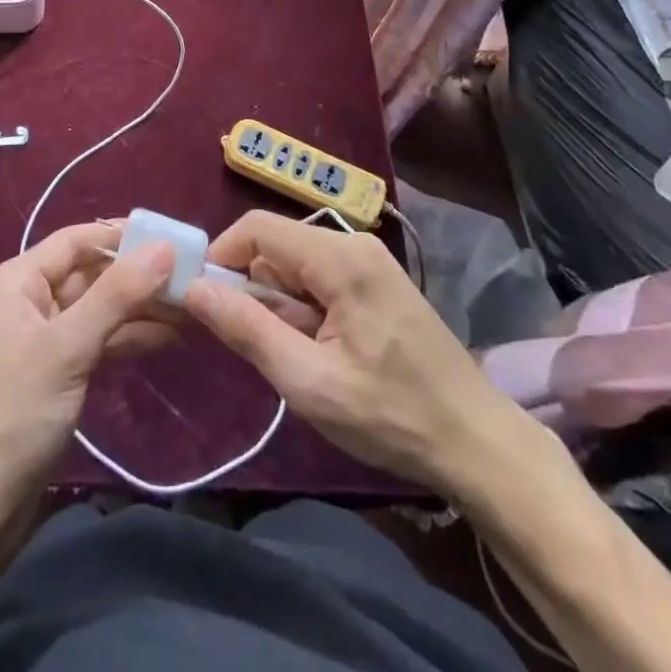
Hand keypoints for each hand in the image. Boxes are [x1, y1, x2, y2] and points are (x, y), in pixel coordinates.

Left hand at [0, 223, 174, 514]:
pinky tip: (167, 338)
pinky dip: (128, 339)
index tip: (171, 238)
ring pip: (99, 310)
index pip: (76, 240)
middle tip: (193, 278)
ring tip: (191, 308)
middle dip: (138, 276)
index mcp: (18, 281)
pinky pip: (97, 342)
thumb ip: (117, 294)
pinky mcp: (56, 375)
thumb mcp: (68, 347)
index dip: (121, 236)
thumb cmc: (13, 414)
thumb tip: (164, 247)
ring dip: (140, 310)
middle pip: (90, 274)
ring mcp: (43, 340)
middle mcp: (29, 301)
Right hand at [181, 210, 529, 496]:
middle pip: (276, 246)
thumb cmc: (392, 416)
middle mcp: (354, 243)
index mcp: (340, 258)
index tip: (203, 300)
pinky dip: (302, 306)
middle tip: (250, 343)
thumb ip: (248, 330)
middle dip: (251, 287)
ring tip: (291, 356)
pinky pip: (319, 276)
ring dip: (278, 301)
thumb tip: (192, 289)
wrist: (478, 443)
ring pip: (295, 263)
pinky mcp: (376, 280)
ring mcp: (369, 260)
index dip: (222, 256)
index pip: (257, 228)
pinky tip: (316, 349)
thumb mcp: (310, 382)